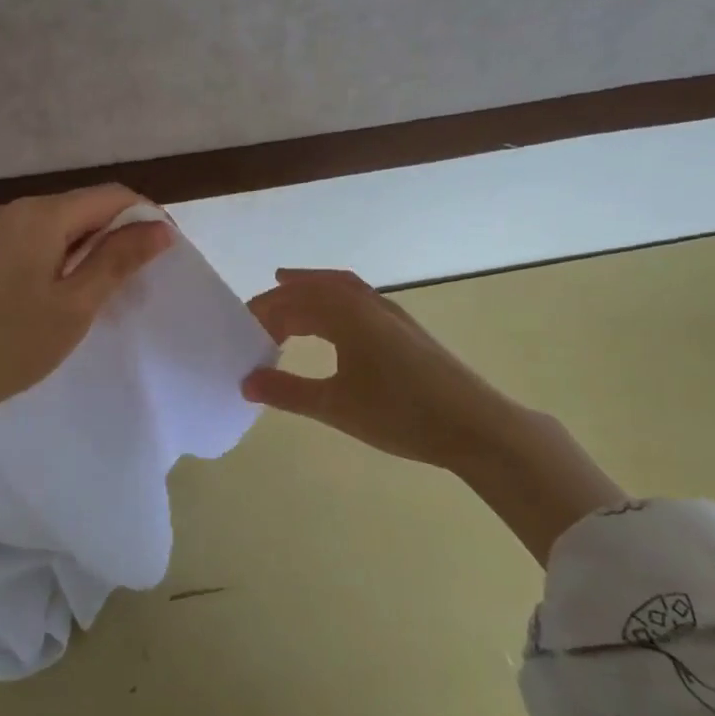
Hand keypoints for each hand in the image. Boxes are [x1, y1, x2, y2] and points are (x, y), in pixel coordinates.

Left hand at [0, 184, 173, 436]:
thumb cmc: (8, 343)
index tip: (169, 253)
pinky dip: (64, 258)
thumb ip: (118, 259)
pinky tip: (67, 294)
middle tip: (141, 281)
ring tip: (108, 292)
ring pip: (62, 226)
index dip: (147, 216)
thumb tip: (160, 227)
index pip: (112, 195)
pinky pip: (38, 241)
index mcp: (42, 214)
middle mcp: (17, 210)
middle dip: (120, 234)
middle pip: (85, 207)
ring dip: (92, 249)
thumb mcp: (75, 304)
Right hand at [242, 268, 623, 562]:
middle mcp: (367, 304)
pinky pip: (358, 301)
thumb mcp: (336, 406)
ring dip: (309, 294)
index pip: (292, 302)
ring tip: (286, 299)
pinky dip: (334, 303)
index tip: (239, 330)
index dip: (262, 313)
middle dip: (282, 300)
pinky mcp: (404, 330)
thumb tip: (245, 382)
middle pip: (314, 290)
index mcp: (346, 314)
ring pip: (339, 290)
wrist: (475, 425)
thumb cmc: (400, 413)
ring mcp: (390, 314)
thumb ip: (287, 392)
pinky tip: (332, 327)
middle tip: (254, 320)